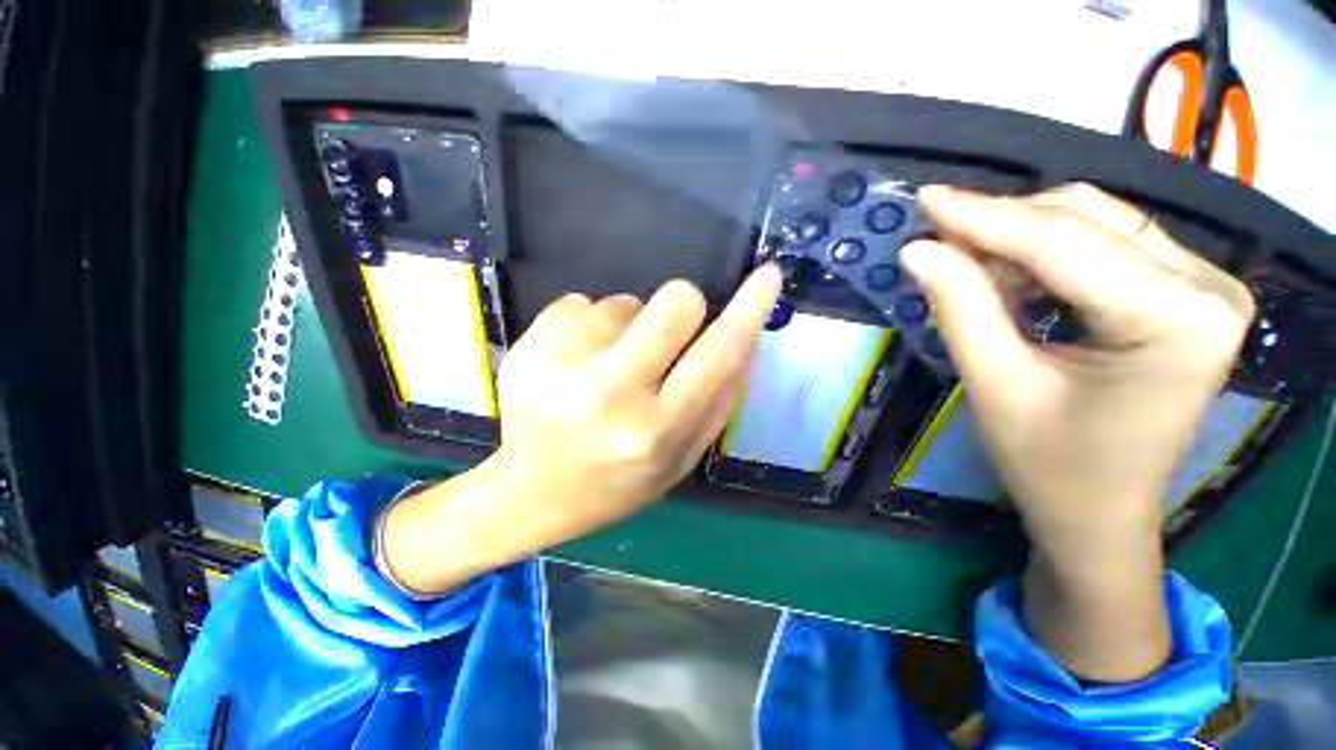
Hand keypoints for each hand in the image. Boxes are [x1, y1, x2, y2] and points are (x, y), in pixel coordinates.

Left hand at [380, 267, 782, 594]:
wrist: (530, 493)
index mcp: (658, 430)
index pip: (719, 355)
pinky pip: (581, 302)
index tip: (768, 277)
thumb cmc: (614, 483)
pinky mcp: (530, 343)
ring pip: (624, 301)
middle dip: (682, 308)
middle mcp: (612, 393)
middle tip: (662, 335)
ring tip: (602, 369)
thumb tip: (747, 341)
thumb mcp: (680, 459)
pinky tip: (570, 365)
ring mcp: (564, 364)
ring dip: (625, 327)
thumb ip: (720, 402)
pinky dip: (585, 327)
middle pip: (676, 302)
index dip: (749, 311)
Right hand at [901, 184, 1252, 680]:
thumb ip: (959, 307)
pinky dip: (1043, 253)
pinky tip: (1007, 278)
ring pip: (1094, 224)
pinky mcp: (1185, 293)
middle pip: (1087, 220)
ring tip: (965, 266)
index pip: (1064, 244)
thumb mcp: (995, 385)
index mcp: (1178, 322)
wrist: (1099, 512)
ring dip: (1018, 238)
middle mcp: (1207, 288)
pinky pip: (1104, 245)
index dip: (983, 216)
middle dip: (1000, 224)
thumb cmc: (1050, 465)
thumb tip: (918, 250)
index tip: (924, 199)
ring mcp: (1204, 286)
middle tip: (934, 239)